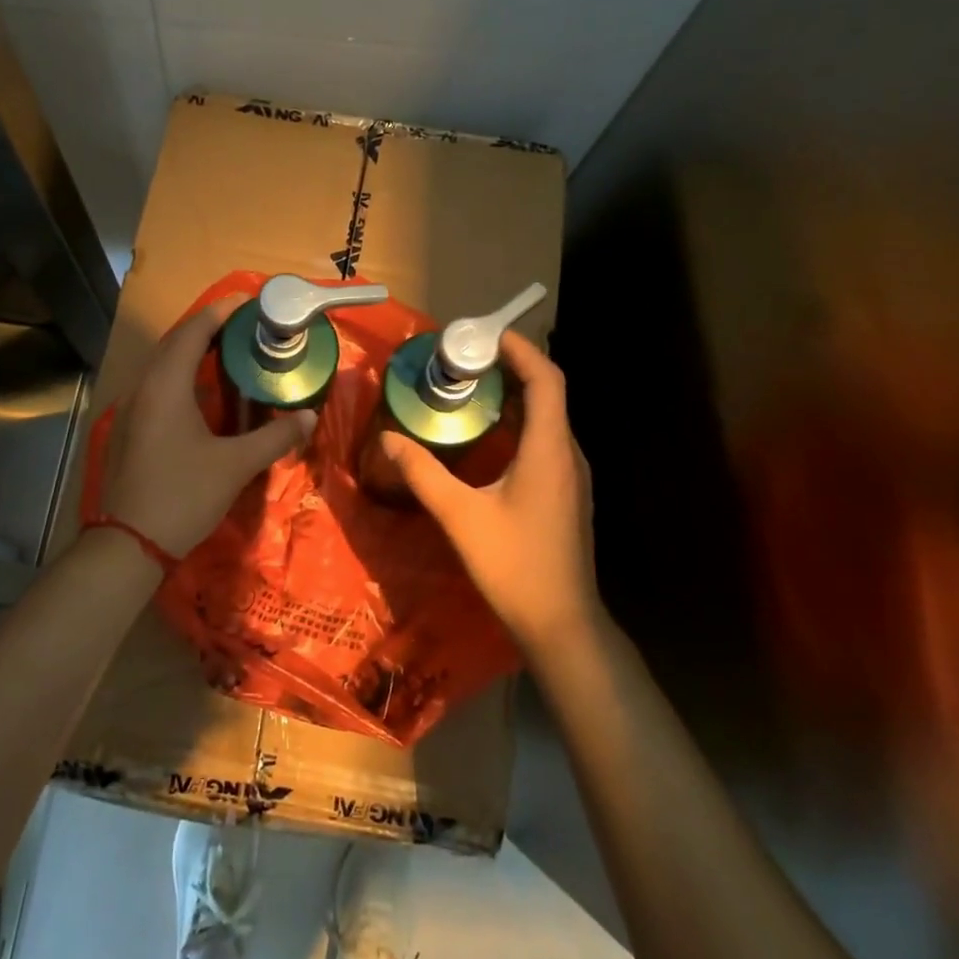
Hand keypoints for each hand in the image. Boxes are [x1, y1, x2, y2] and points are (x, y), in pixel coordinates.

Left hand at [98, 296, 315, 557]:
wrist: (128, 544)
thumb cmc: (183, 496)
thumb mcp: (235, 465)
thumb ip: (274, 437)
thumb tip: (309, 417)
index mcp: (166, 386)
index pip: (193, 331)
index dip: (220, 312)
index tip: (248, 302)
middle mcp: (143, 388)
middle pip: (174, 343)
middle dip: (208, 329)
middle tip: (245, 327)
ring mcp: (131, 410)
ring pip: (163, 367)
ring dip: (192, 354)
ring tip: (228, 354)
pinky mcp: (129, 430)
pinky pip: (157, 388)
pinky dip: (182, 378)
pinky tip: (203, 395)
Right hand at [379, 333, 600, 655]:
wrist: (561, 623)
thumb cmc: (513, 565)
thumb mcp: (459, 516)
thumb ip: (422, 472)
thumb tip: (387, 438)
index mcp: (549, 449)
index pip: (546, 379)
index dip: (519, 349)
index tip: (483, 335)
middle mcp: (567, 454)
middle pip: (547, 392)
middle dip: (510, 367)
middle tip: (465, 360)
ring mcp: (571, 476)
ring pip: (547, 418)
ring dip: (514, 396)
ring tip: (471, 388)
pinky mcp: (565, 493)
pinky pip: (544, 440)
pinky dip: (518, 423)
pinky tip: (487, 436)